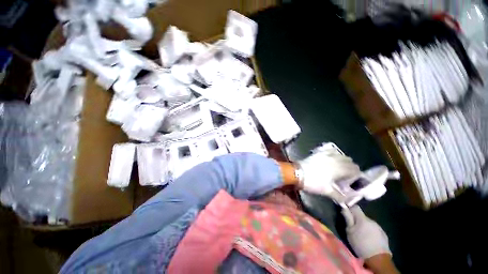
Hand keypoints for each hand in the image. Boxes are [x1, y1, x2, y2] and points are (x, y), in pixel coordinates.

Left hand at [298, 144, 360, 196]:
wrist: (296, 173)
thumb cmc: (312, 182)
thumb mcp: (327, 191)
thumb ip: (340, 196)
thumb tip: (348, 201)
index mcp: (340, 168)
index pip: (355, 170)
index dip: (356, 176)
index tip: (351, 182)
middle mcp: (335, 159)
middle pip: (350, 161)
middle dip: (350, 168)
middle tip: (344, 176)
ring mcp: (326, 154)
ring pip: (341, 155)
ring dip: (343, 161)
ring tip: (337, 169)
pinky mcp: (318, 152)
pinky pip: (330, 150)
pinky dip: (333, 154)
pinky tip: (330, 159)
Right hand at [341, 206, 390, 259]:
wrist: (378, 259)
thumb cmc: (360, 244)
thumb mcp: (350, 232)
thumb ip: (347, 219)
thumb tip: (344, 208)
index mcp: (362, 218)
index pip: (355, 207)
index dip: (350, 209)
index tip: (346, 214)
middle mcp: (372, 220)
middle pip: (362, 216)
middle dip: (357, 220)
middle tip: (353, 228)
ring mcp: (379, 227)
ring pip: (368, 223)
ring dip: (364, 226)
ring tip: (361, 235)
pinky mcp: (383, 234)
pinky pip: (374, 229)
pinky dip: (370, 232)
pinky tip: (368, 239)